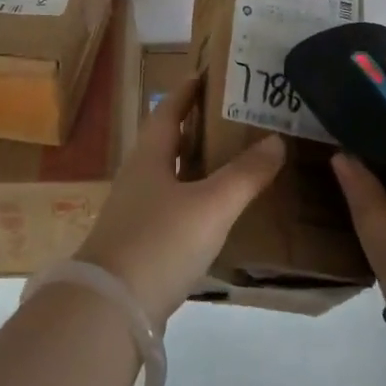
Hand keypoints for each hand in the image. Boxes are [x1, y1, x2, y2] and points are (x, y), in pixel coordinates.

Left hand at [76, 75, 284, 328]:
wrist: (109, 310)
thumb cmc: (159, 242)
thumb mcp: (211, 205)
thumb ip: (245, 174)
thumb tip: (276, 139)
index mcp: (150, 157)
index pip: (168, 111)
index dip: (187, 92)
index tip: (208, 75)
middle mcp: (138, 178)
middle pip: (168, 142)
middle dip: (198, 128)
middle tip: (236, 119)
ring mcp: (135, 213)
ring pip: (170, 177)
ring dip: (197, 166)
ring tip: (234, 162)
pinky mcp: (139, 246)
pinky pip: (172, 209)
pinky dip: (195, 202)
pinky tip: (216, 214)